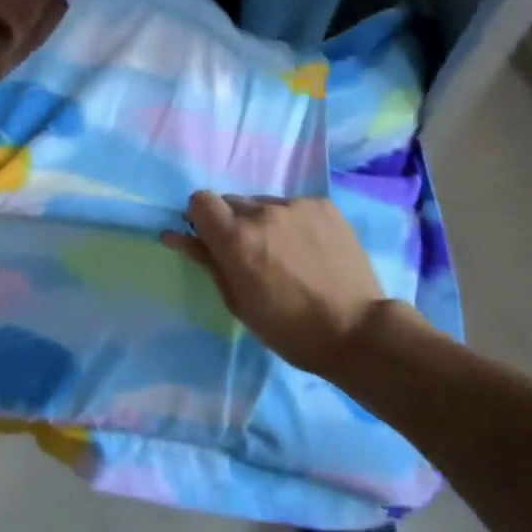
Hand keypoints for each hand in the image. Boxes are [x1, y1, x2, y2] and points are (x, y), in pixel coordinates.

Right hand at [162, 193, 389, 376]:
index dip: (202, 218)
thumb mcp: (238, 301)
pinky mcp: (323, 205)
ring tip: (288, 255)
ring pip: (264, 204)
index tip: (212, 239)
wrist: (357, 331)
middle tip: (253, 255)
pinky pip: (294, 206)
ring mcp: (296, 205)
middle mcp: (262, 212)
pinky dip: (294, 222)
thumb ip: (206, 260)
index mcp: (236, 238)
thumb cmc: (288, 328)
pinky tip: (311, 250)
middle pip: (233, 203)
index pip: (200, 200)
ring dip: (265, 223)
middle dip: (234, 224)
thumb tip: (173, 234)